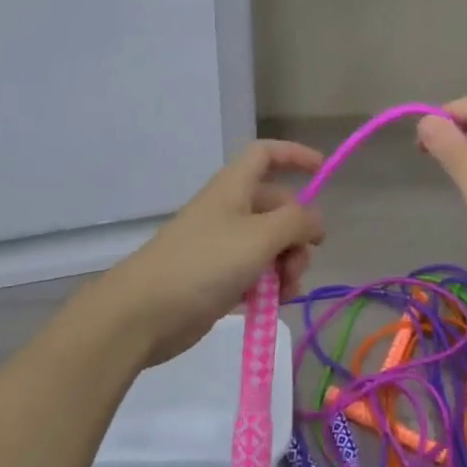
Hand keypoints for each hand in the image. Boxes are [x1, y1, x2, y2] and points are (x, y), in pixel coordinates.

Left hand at [98, 140, 325, 366]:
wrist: (143, 312)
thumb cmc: (204, 263)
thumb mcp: (259, 237)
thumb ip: (296, 223)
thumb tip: (315, 221)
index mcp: (234, 187)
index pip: (265, 154)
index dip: (294, 154)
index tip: (323, 169)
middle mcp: (230, 210)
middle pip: (277, 206)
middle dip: (297, 232)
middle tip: (299, 262)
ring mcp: (223, 245)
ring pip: (271, 243)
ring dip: (287, 264)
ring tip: (285, 289)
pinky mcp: (218, 278)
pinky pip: (257, 272)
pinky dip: (271, 284)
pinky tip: (275, 303)